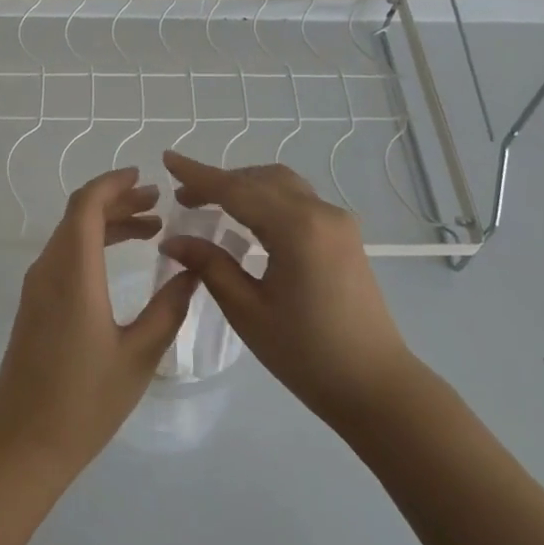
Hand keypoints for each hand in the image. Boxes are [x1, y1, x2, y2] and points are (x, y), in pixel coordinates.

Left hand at [0, 168, 198, 483]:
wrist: (22, 442)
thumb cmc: (84, 401)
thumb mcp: (139, 355)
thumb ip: (168, 308)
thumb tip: (191, 270)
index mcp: (73, 273)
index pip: (87, 206)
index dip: (114, 185)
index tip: (145, 178)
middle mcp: (49, 269)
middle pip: (79, 216)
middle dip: (118, 201)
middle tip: (158, 203)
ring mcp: (37, 287)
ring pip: (71, 236)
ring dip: (107, 224)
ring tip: (150, 228)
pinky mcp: (35, 305)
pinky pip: (64, 257)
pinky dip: (93, 246)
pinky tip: (120, 261)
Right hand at [159, 151, 413, 429]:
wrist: (375, 386)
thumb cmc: (306, 354)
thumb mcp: (247, 310)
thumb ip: (210, 266)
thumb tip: (173, 240)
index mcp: (296, 228)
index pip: (236, 190)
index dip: (198, 175)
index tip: (168, 158)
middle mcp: (321, 212)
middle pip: (260, 179)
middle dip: (220, 182)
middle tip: (183, 198)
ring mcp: (338, 222)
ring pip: (282, 185)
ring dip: (245, 187)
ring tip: (210, 204)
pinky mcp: (344, 236)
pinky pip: (298, 201)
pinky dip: (267, 199)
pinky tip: (247, 219)